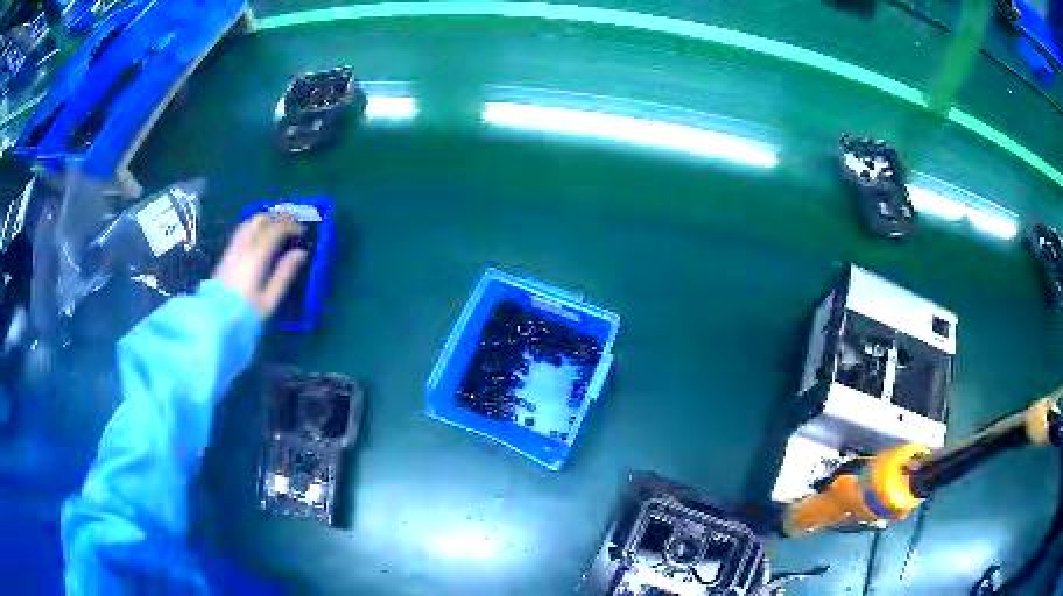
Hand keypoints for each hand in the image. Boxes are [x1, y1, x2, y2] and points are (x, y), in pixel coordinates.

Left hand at [213, 214, 306, 317]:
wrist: (215, 324)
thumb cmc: (245, 315)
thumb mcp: (269, 300)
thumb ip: (284, 274)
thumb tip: (300, 253)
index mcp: (256, 256)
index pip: (275, 229)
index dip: (291, 226)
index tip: (302, 232)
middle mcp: (243, 247)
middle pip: (260, 220)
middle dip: (277, 220)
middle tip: (289, 228)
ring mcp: (231, 250)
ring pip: (248, 224)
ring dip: (264, 223)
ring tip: (275, 232)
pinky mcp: (225, 257)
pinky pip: (241, 234)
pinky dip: (253, 231)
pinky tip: (258, 242)